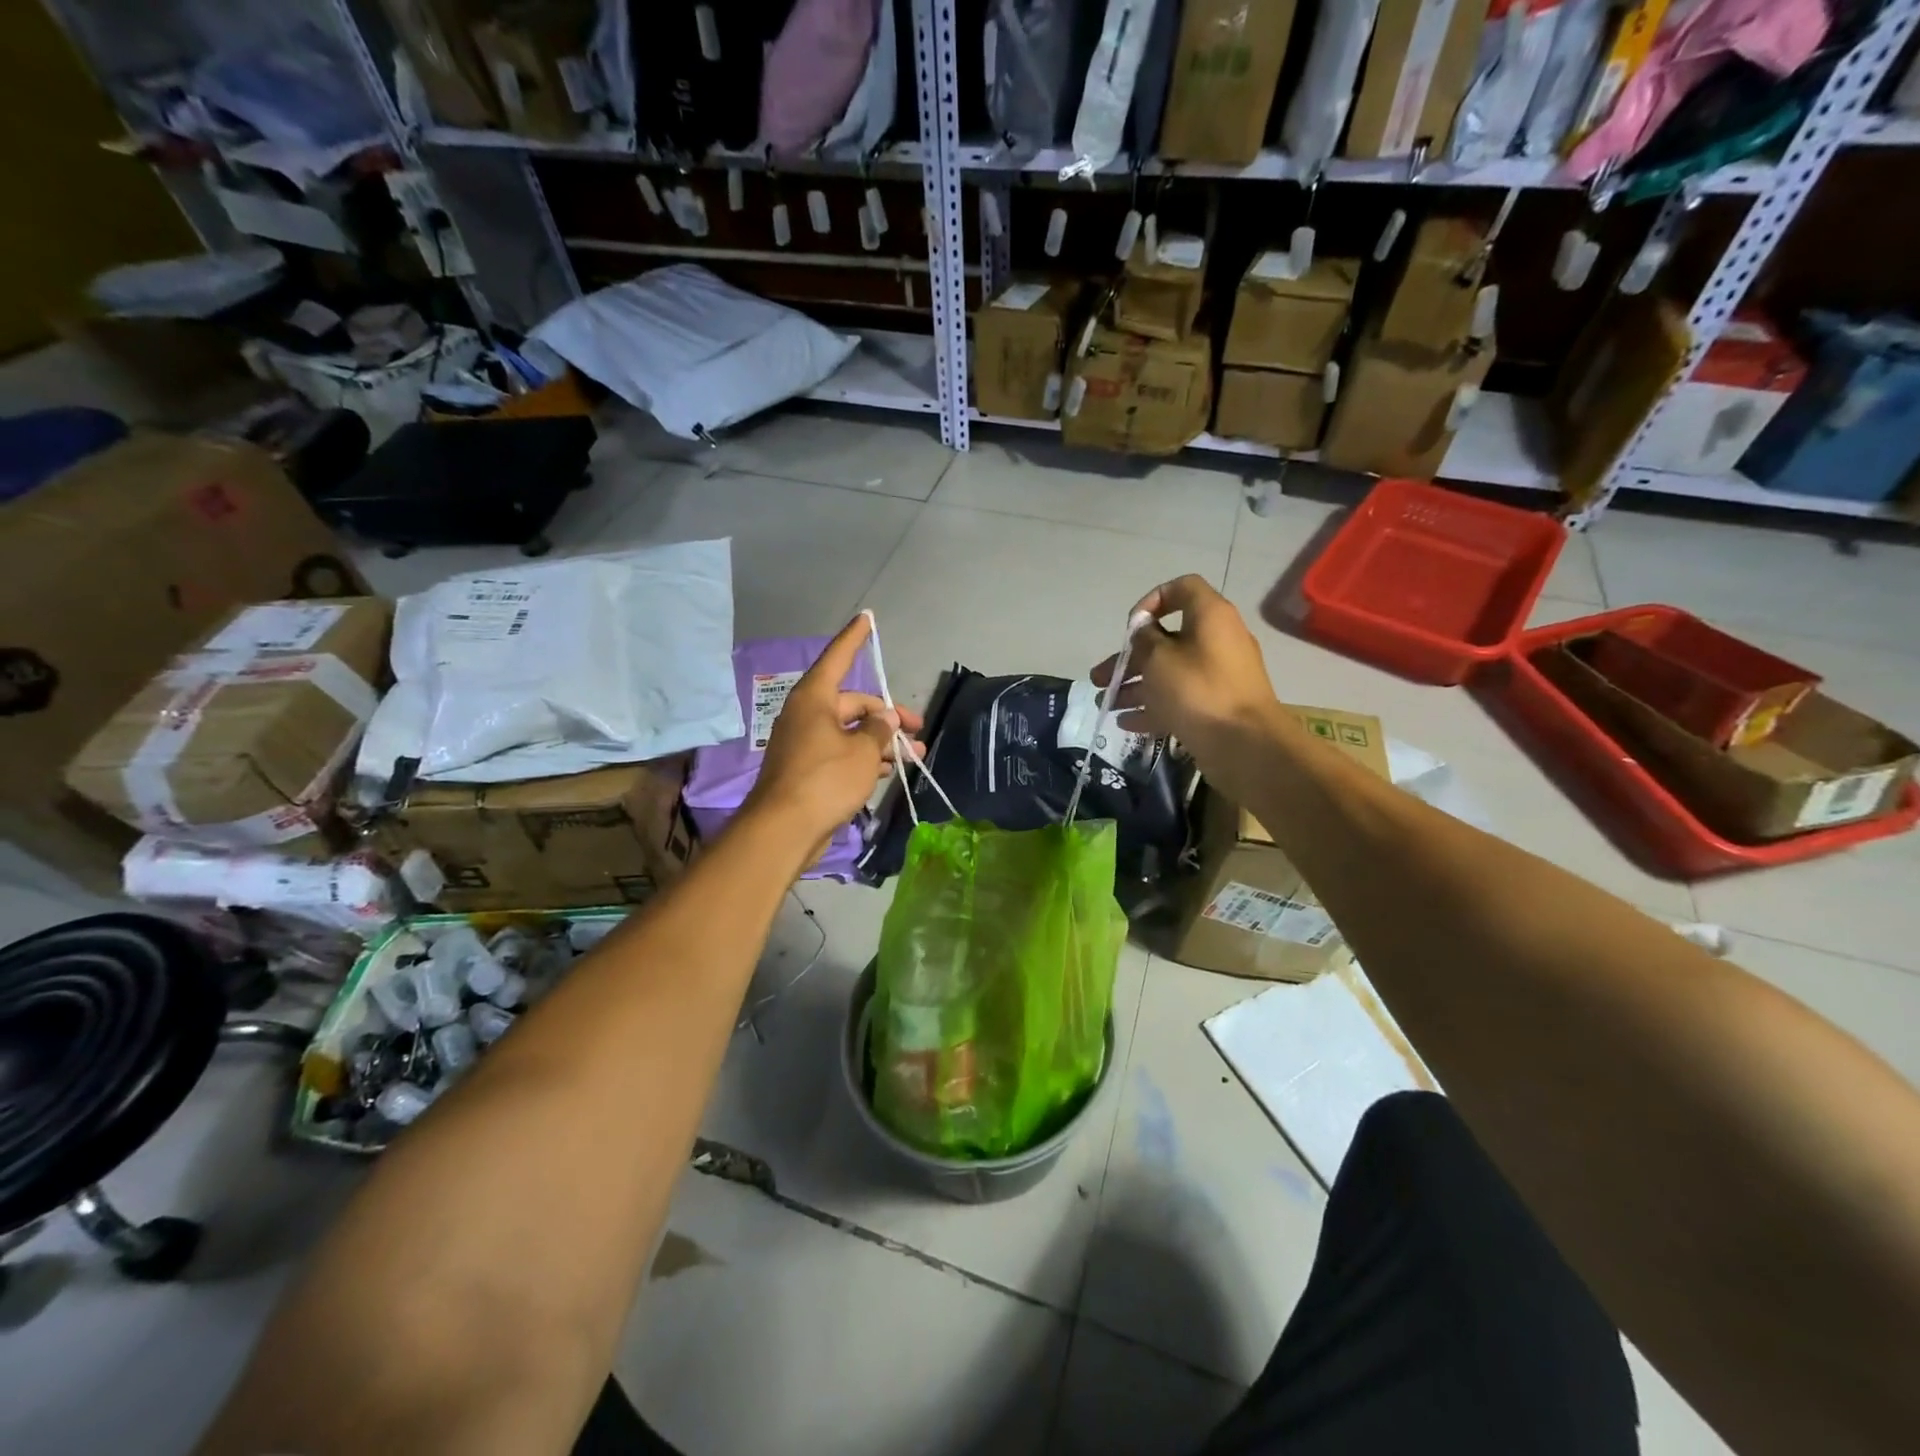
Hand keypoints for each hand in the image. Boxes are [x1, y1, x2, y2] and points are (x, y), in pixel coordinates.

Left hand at [747, 614, 923, 845]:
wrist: (785, 829)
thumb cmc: (826, 779)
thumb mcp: (863, 751)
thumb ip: (880, 730)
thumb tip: (886, 719)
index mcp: (815, 699)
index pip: (838, 657)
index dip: (855, 638)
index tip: (867, 618)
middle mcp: (807, 715)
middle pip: (854, 704)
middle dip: (888, 718)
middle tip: (917, 733)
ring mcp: (805, 743)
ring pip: (850, 733)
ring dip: (881, 743)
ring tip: (912, 757)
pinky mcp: (807, 770)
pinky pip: (841, 753)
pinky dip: (863, 759)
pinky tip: (886, 772)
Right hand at [1091, 575, 1278, 756]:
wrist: (1245, 745)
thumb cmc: (1197, 690)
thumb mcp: (1159, 659)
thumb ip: (1144, 639)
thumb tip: (1143, 631)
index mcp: (1210, 617)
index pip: (1182, 588)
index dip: (1152, 600)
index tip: (1131, 627)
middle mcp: (1216, 641)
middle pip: (1166, 640)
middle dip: (1129, 659)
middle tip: (1099, 677)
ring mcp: (1217, 676)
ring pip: (1168, 673)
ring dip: (1134, 687)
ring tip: (1105, 704)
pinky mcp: (1215, 706)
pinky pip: (1179, 699)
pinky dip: (1153, 707)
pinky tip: (1126, 723)